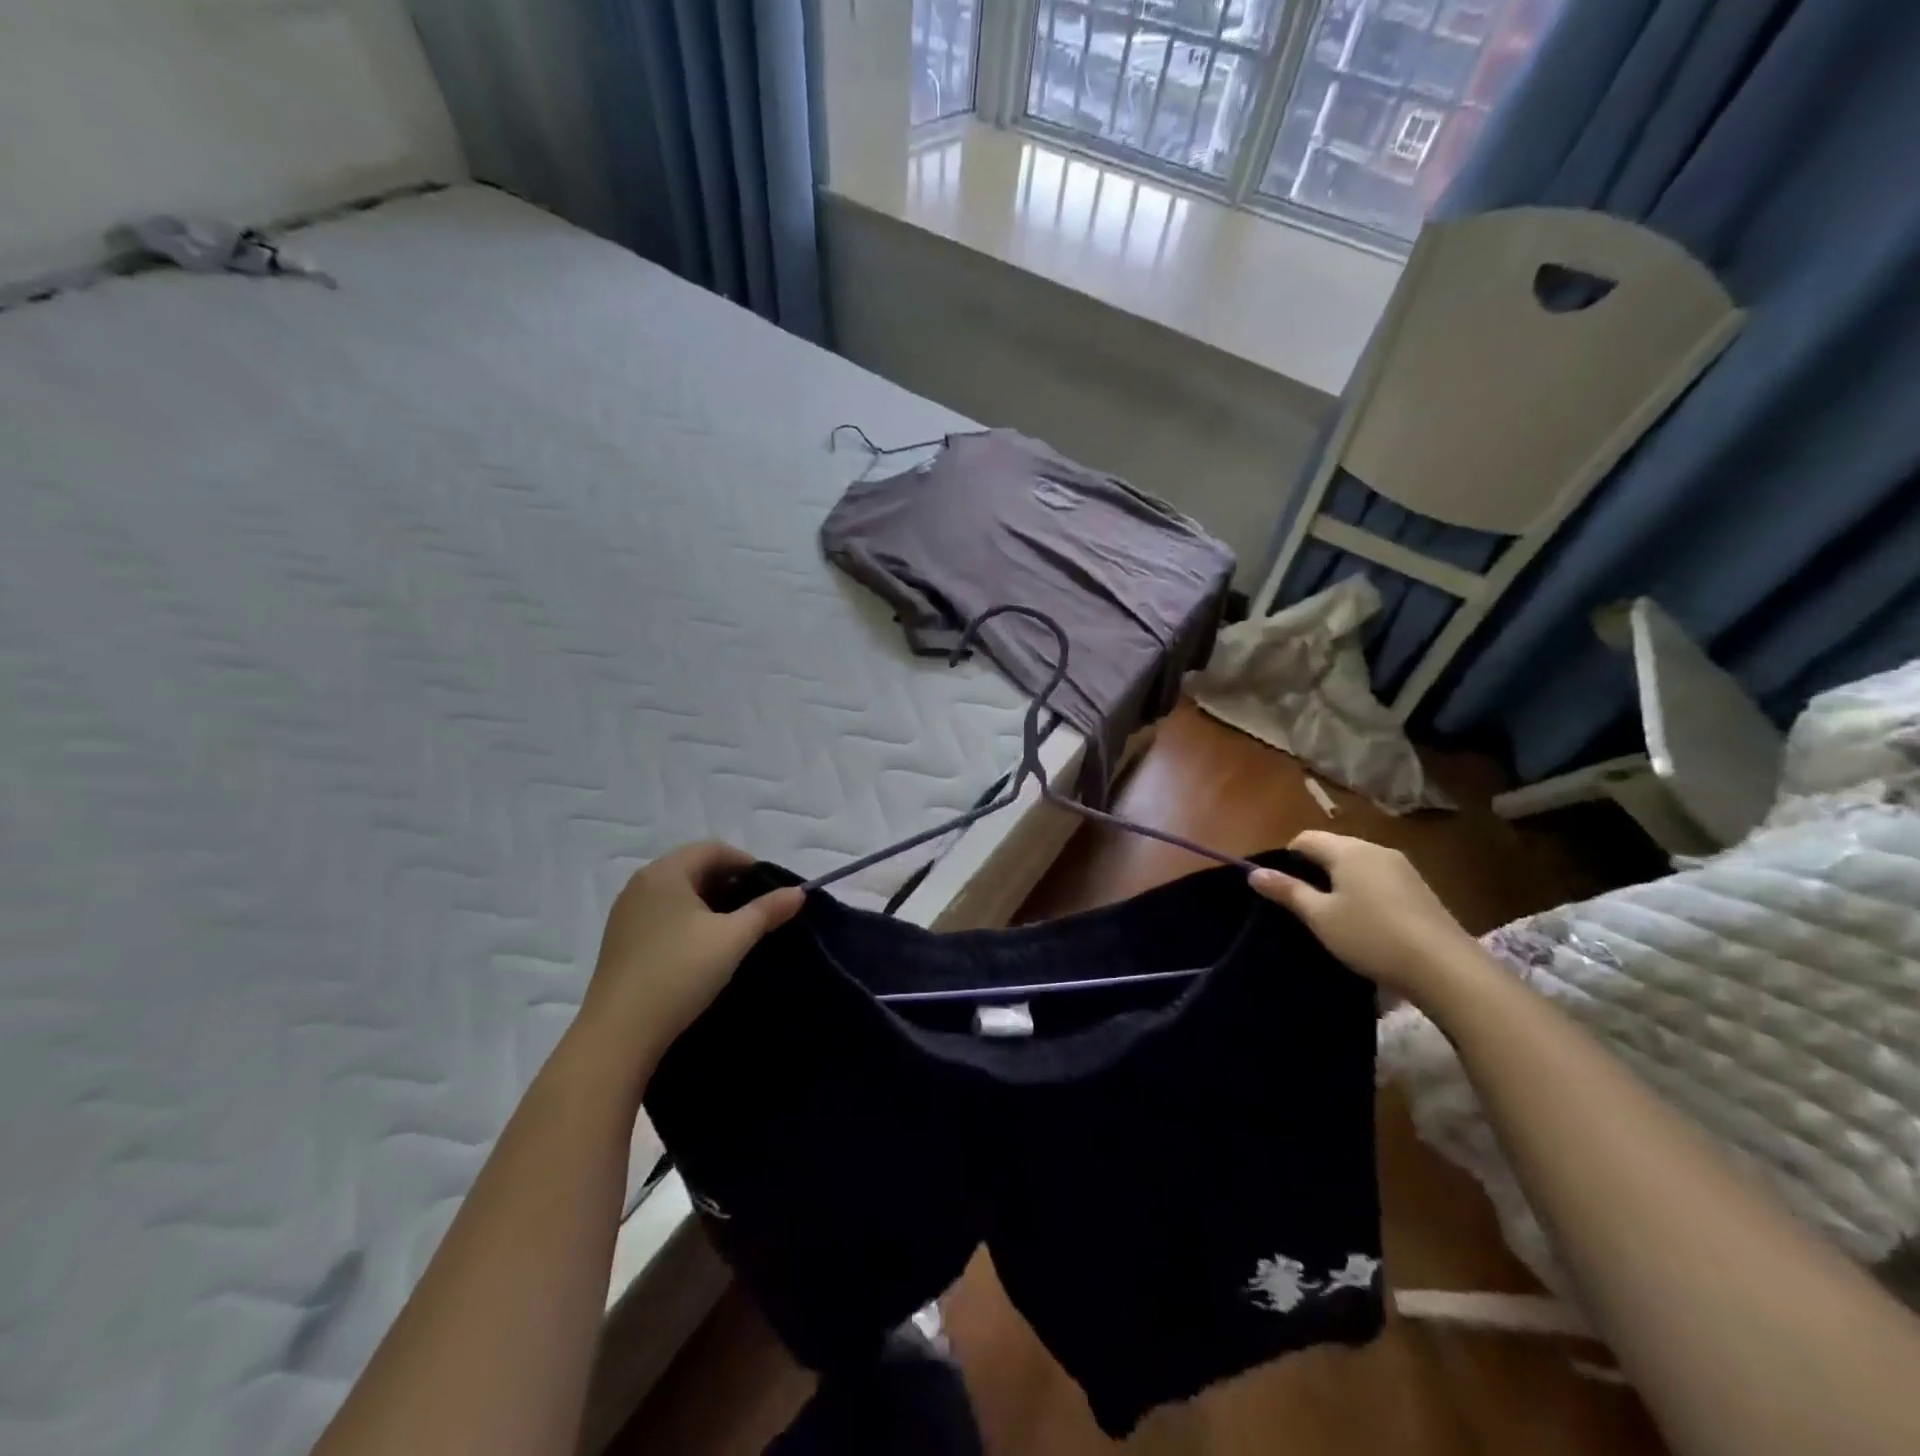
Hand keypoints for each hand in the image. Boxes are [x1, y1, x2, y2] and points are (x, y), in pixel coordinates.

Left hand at [575, 843, 803, 1067]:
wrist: (619, 1034)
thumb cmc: (680, 973)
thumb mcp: (733, 939)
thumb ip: (768, 910)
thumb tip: (799, 892)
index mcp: (665, 872)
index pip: (713, 849)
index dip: (746, 863)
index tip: (770, 889)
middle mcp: (640, 884)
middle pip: (694, 868)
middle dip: (729, 883)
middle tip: (757, 909)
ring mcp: (626, 914)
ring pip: (678, 894)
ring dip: (709, 903)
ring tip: (734, 930)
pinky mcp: (620, 941)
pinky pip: (662, 915)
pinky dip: (688, 920)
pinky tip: (702, 948)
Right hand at [1249, 831, 1483, 1004]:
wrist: (1445, 968)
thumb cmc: (1371, 936)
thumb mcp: (1320, 917)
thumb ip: (1287, 891)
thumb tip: (1254, 873)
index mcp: (1347, 850)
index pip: (1305, 838)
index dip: (1287, 857)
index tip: (1281, 886)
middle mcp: (1375, 849)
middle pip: (1334, 847)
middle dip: (1315, 868)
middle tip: (1304, 903)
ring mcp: (1402, 867)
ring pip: (1358, 863)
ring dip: (1341, 880)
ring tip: (1334, 914)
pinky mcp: (1420, 888)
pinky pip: (1380, 878)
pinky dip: (1365, 891)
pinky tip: (1367, 921)